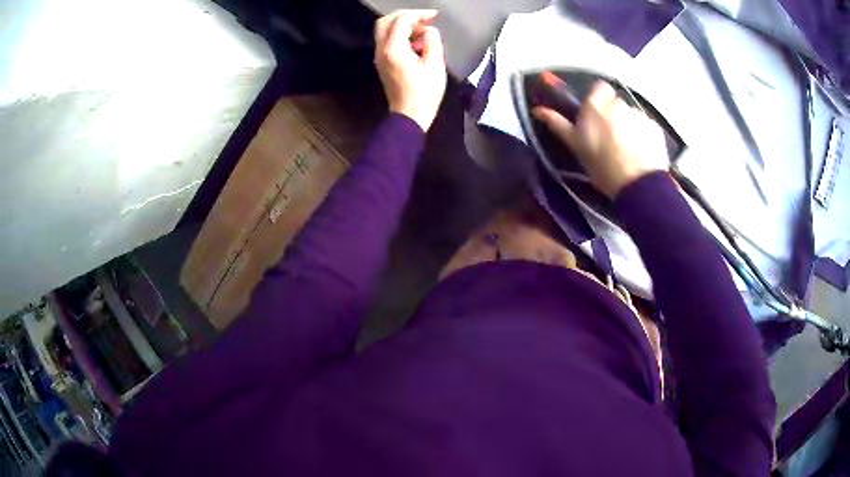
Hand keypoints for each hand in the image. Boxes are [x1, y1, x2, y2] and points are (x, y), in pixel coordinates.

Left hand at [374, 10, 446, 131]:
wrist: (409, 116)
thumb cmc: (424, 94)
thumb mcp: (435, 65)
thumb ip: (433, 41)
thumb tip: (429, 31)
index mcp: (394, 49)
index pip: (401, 20)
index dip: (418, 14)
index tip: (434, 16)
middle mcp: (381, 50)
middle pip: (386, 21)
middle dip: (406, 16)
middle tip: (425, 20)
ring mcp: (379, 57)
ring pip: (385, 30)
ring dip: (403, 25)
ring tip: (424, 31)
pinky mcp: (382, 62)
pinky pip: (387, 41)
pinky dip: (400, 35)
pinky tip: (416, 43)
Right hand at [532, 81, 668, 198]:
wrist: (638, 185)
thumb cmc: (602, 167)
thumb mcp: (575, 146)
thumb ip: (558, 124)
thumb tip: (537, 109)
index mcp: (596, 106)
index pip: (599, 88)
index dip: (599, 100)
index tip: (596, 117)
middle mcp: (619, 104)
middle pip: (615, 103)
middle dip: (613, 115)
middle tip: (610, 138)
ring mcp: (639, 115)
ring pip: (631, 115)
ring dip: (629, 125)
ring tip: (628, 149)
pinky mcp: (655, 128)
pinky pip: (646, 127)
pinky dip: (643, 136)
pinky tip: (641, 153)